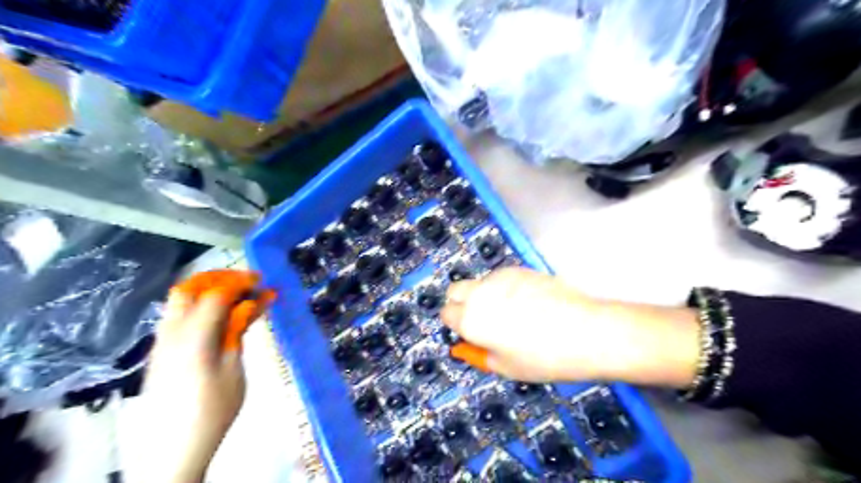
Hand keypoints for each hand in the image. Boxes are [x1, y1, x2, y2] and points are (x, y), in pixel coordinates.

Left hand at [134, 271, 271, 482]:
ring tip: (237, 295)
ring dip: (209, 289)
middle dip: (219, 277)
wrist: (173, 449)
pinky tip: (221, 316)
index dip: (240, 281)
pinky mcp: (162, 350)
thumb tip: (253, 302)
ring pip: (181, 300)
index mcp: (194, 338)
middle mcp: (172, 333)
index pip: (216, 294)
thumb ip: (237, 330)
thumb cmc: (213, 410)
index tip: (262, 280)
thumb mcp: (234, 369)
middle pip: (189, 288)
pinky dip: (201, 305)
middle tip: (247, 282)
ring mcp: (163, 341)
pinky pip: (179, 315)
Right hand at [444, 265, 698, 387]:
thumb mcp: (507, 368)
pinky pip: (500, 277)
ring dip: (484, 295)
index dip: (456, 325)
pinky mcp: (520, 269)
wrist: (587, 331)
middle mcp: (481, 293)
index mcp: (472, 320)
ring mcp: (500, 278)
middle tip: (482, 320)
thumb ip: (480, 354)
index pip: (446, 313)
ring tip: (511, 312)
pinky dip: (503, 288)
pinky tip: (527, 302)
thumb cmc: (545, 358)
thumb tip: (467, 346)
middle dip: (460, 304)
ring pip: (479, 282)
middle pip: (454, 290)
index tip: (471, 334)